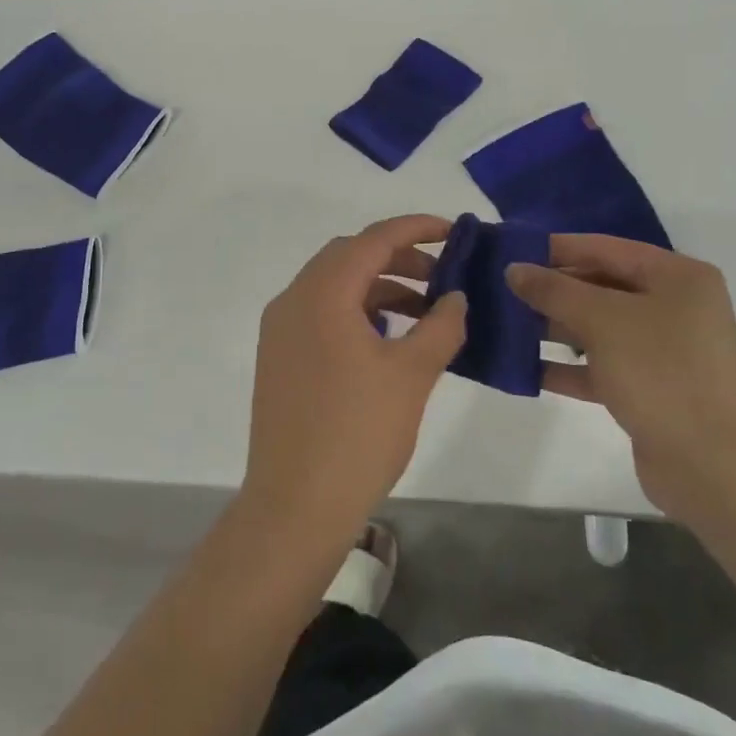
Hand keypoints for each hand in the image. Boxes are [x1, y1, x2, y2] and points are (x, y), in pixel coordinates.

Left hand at [242, 215, 466, 546]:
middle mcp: (294, 299)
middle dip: (399, 259)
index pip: (373, 239)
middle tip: (442, 277)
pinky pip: (322, 314)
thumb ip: (441, 325)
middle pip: (350, 257)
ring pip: (335, 287)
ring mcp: (281, 330)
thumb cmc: (358, 433)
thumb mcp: (412, 374)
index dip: (416, 228)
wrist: (295, 506)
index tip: (452, 230)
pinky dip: (358, 313)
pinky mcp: (279, 357)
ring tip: (424, 313)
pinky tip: (389, 340)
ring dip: (379, 288)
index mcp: (322, 292)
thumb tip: (456, 297)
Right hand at [507, 236, 735, 521]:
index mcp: (676, 276)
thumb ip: (554, 290)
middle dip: (552, 290)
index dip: (556, 248)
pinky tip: (525, 368)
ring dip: (554, 327)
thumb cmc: (661, 371)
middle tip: (501, 289)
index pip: (606, 248)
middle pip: (601, 286)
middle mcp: (674, 306)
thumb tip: (514, 269)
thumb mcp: (602, 319)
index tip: (511, 250)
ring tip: (505, 325)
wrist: (713, 466)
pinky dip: (567, 366)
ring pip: (598, 327)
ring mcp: (664, 351)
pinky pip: (601, 366)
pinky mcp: (651, 389)